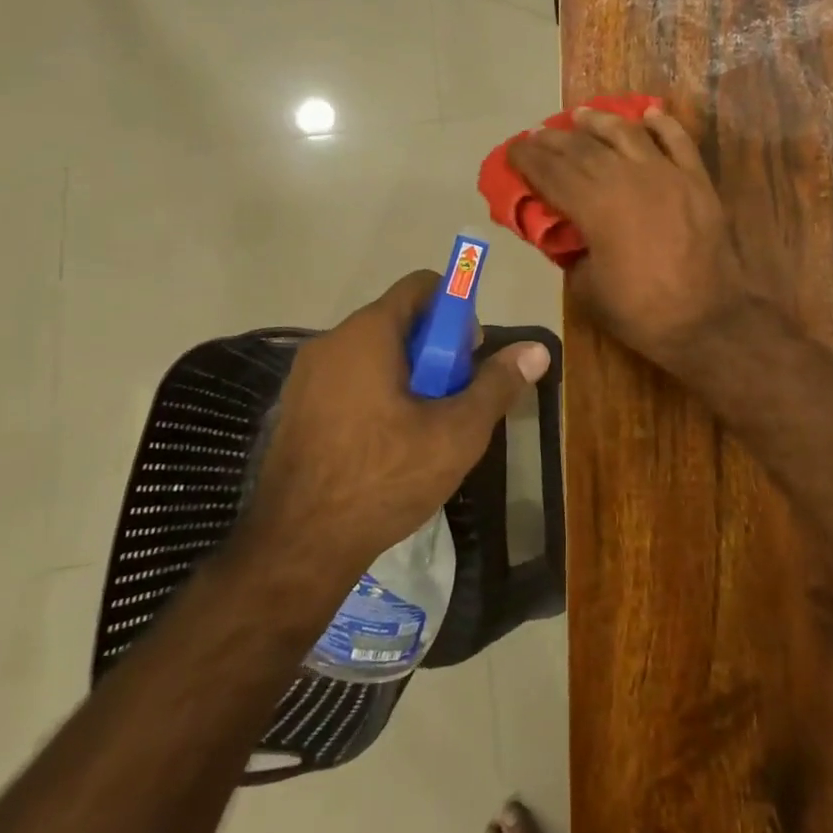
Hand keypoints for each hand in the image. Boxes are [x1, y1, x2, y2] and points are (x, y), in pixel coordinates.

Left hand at [235, 272, 549, 579]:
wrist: (297, 547)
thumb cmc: (384, 478)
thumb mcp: (457, 433)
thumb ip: (497, 384)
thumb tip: (537, 349)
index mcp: (368, 334)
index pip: (422, 286)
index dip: (457, 309)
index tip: (470, 354)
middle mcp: (331, 342)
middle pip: (399, 320)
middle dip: (436, 349)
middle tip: (454, 397)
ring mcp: (305, 377)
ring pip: (374, 354)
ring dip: (408, 375)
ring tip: (426, 427)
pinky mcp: (295, 409)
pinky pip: (349, 381)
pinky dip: (377, 394)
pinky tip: (388, 445)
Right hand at [510, 106, 750, 370]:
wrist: (709, 319)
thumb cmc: (642, 312)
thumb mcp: (587, 289)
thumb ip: (572, 252)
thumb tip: (567, 233)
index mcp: (596, 207)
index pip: (552, 173)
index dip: (528, 158)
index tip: (513, 149)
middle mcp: (628, 178)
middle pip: (584, 148)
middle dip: (555, 139)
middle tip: (537, 134)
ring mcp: (667, 174)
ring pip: (627, 133)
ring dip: (600, 121)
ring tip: (581, 115)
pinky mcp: (696, 179)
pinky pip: (677, 140)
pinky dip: (661, 123)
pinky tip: (648, 114)